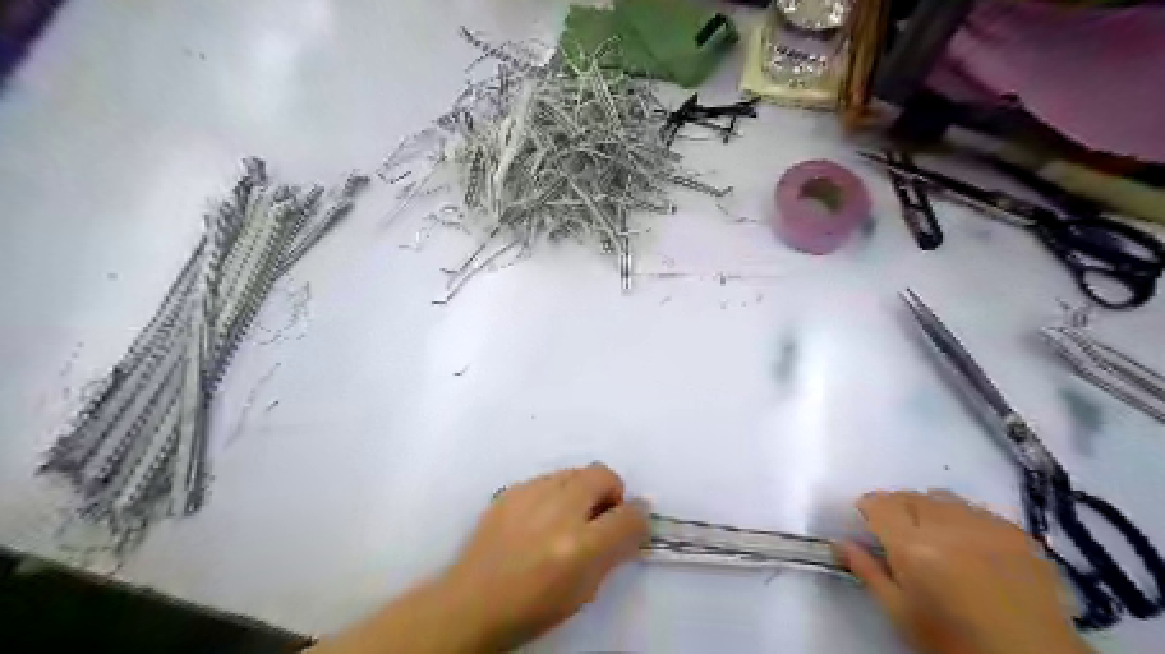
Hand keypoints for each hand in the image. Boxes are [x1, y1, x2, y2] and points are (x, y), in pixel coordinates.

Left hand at [443, 462, 650, 652]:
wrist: (473, 603)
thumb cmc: (533, 607)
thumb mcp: (585, 591)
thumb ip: (614, 552)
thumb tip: (634, 520)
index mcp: (581, 546)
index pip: (628, 516)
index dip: (638, 516)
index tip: (633, 521)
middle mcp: (559, 511)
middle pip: (602, 474)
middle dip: (611, 490)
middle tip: (601, 514)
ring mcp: (532, 495)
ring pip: (575, 471)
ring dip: (583, 489)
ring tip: (569, 515)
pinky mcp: (512, 489)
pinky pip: (548, 478)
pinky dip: (556, 491)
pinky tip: (542, 515)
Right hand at [837, 489, 1093, 653]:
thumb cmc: (953, 641)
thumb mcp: (900, 613)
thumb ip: (868, 571)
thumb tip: (840, 542)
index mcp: (913, 545)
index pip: (878, 502)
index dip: (869, 510)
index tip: (869, 525)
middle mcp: (948, 525)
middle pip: (909, 495)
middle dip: (897, 507)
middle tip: (900, 535)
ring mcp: (987, 525)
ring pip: (944, 497)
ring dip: (930, 509)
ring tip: (937, 537)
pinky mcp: (1018, 533)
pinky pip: (977, 510)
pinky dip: (964, 519)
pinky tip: (971, 546)